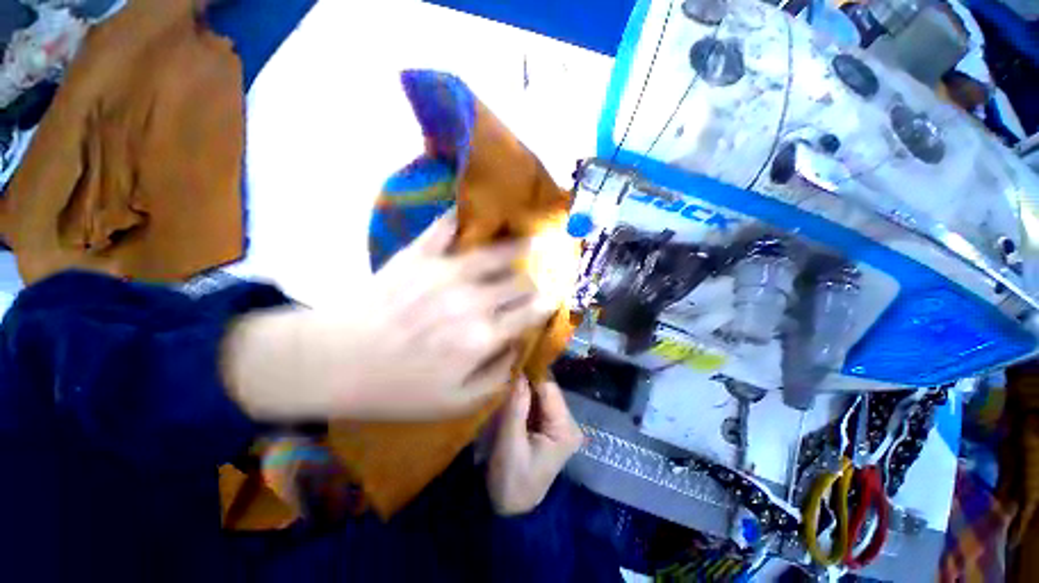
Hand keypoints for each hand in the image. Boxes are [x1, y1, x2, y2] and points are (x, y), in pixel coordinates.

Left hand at [223, 211, 557, 420]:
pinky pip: (446, 229)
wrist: (336, 362)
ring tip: (529, 240)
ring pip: (496, 252)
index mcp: (483, 336)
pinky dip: (463, 218)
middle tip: (537, 278)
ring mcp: (444, 272)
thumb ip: (497, 377)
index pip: (531, 311)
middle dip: (534, 281)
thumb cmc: (398, 388)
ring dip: (517, 247)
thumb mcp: (456, 403)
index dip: (546, 304)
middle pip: (519, 281)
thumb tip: (518, 348)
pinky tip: (477, 212)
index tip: (552, 299)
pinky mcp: (418, 256)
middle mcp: (472, 300)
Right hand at [487, 377, 582, 515]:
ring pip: (540, 394)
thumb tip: (519, 372)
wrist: (510, 510)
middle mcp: (568, 423)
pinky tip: (510, 394)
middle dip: (526, 380)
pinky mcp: (548, 426)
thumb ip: (516, 406)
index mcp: (565, 429)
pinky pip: (536, 403)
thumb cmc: (511, 481)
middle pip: (547, 390)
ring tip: (505, 380)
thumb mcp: (510, 443)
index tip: (512, 362)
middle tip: (505, 371)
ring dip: (523, 388)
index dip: (531, 374)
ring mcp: (558, 424)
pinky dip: (523, 398)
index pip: (549, 390)